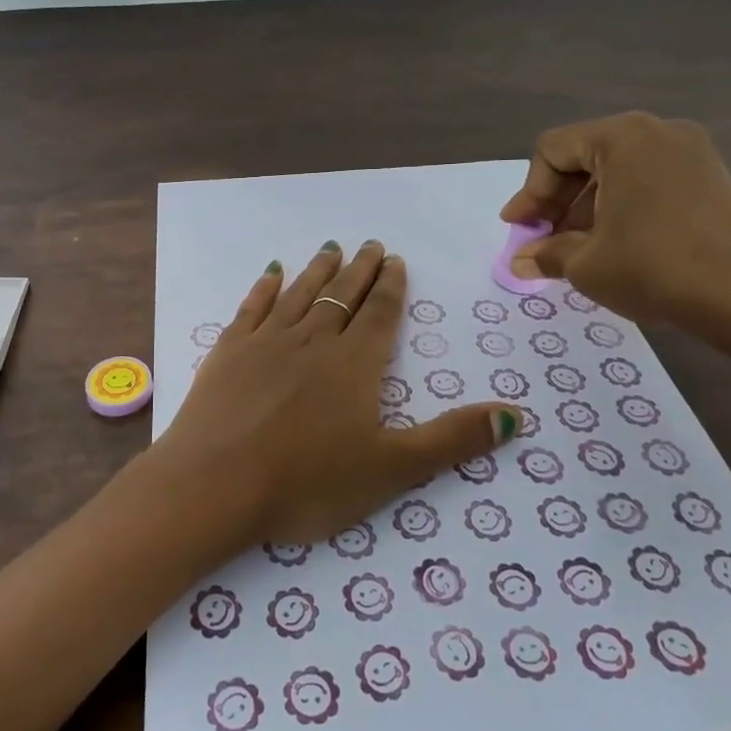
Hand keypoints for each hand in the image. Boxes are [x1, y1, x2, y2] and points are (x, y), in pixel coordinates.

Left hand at [152, 240, 519, 544]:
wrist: (214, 485)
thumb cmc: (307, 482)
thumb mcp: (391, 469)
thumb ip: (451, 439)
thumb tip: (515, 415)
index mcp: (354, 364)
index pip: (379, 314)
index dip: (391, 287)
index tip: (396, 260)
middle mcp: (312, 340)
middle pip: (342, 295)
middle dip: (360, 270)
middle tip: (371, 245)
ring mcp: (265, 342)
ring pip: (300, 294)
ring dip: (318, 270)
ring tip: (331, 249)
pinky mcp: (227, 352)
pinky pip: (252, 307)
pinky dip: (265, 287)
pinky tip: (272, 273)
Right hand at [499, 112, 730, 340]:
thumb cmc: (656, 268)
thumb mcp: (587, 264)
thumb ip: (546, 254)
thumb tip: (520, 261)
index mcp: (622, 137)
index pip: (553, 150)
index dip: (529, 192)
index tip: (519, 230)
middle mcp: (658, 132)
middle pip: (585, 157)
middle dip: (557, 202)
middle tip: (542, 241)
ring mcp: (692, 153)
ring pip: (618, 172)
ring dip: (587, 208)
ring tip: (576, 251)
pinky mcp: (713, 179)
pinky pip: (649, 183)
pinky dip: (622, 209)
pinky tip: (616, 247)